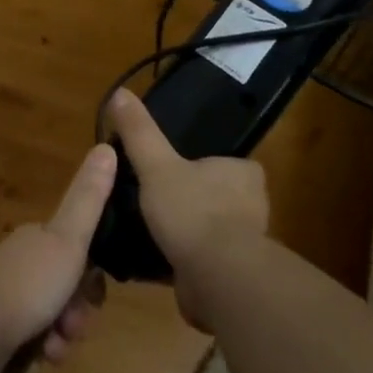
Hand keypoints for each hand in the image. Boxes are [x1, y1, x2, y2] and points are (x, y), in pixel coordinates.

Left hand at [0, 143, 114, 372]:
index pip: (78, 253)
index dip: (92, 276)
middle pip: (65, 290)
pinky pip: (29, 345)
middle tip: (73, 326)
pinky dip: (39, 355)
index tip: (93, 294)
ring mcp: (3, 300)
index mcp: (37, 239)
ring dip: (61, 338)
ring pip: (49, 320)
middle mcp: (20, 265)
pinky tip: (37, 362)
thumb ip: (89, 198)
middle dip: (77, 313)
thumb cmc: (26, 283)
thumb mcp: (67, 239)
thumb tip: (107, 146)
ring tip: (54, 349)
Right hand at [109, 88, 268, 329]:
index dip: (197, 164)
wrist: (217, 279)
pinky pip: (204, 260)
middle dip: (189, 200)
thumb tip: (120, 92)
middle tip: (154, 200)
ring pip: (210, 229)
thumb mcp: (157, 165)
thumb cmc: (193, 211)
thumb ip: (139, 132)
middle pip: (214, 195)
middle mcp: (253, 206)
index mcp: (244, 173)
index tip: (169, 169)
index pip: (223, 161)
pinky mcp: (234, 275)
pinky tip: (156, 260)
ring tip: (151, 230)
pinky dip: (184, 260)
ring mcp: (246, 243)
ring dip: (186, 233)